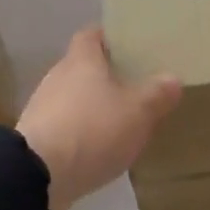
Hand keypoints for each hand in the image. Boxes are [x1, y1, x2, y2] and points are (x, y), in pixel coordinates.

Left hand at [17, 28, 181, 209]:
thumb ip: (157, 94)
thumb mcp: (138, 112)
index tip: (130, 47)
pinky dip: (82, 133)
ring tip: (120, 122)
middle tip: (135, 88)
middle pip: (83, 68)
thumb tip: (172, 79)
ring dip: (93, 108)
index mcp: (81, 61)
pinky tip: (98, 150)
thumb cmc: (93, 130)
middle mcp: (57, 77)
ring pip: (74, 99)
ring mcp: (43, 109)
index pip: (92, 35)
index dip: (110, 38)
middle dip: (107, 77)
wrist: (40, 174)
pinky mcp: (38, 138)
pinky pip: (66, 127)